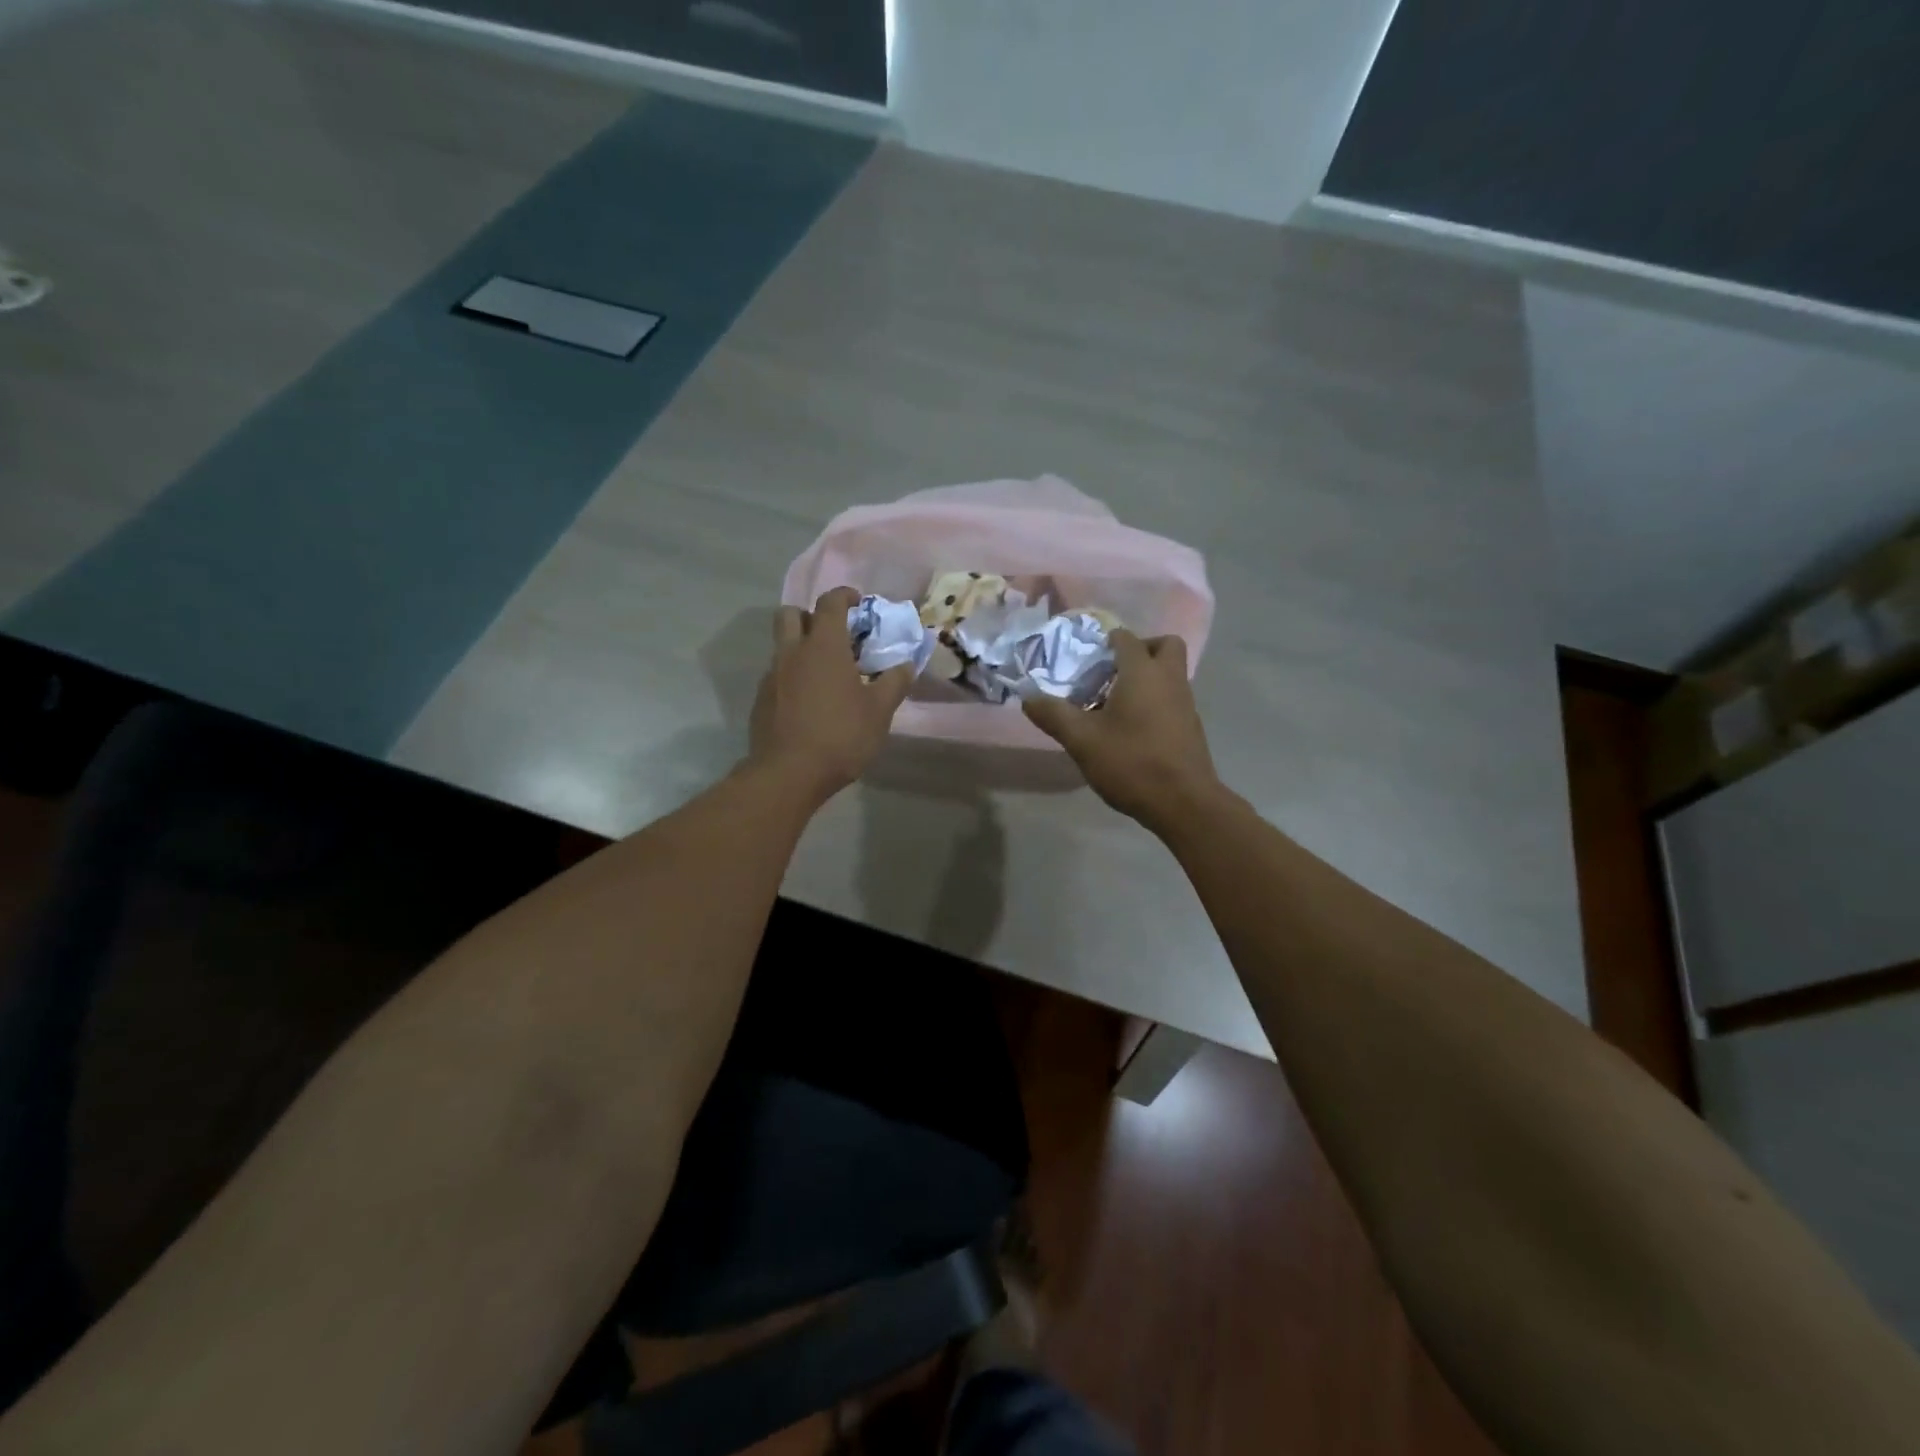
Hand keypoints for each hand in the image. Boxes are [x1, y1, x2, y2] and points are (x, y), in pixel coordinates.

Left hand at [747, 586, 912, 801]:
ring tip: (824, 673)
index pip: (830, 603)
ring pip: (782, 646)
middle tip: (833, 635)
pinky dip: (792, 677)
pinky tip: (808, 702)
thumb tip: (906, 665)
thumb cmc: (840, 736)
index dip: (844, 596)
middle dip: (811, 616)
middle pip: (791, 614)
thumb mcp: (879, 712)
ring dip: (800, 648)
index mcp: (824, 646)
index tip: (858, 602)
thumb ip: (894, 683)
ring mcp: (771, 676)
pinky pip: (776, 675)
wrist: (788, 774)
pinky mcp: (760, 700)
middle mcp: (792, 652)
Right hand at [1022, 630, 1222, 832]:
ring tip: (1113, 706)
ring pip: (1169, 674)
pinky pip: (1172, 699)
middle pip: (1163, 645)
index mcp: (1143, 673)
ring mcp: (1186, 704)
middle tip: (1111, 673)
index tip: (1084, 659)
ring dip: (1145, 679)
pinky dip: (1154, 702)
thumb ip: (1053, 715)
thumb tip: (1028, 697)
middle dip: (1139, 650)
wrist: (1184, 803)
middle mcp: (1169, 680)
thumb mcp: (1082, 740)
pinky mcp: (1191, 727)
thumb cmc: (1131, 762)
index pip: (1126, 638)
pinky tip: (1130, 731)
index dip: (1104, 642)